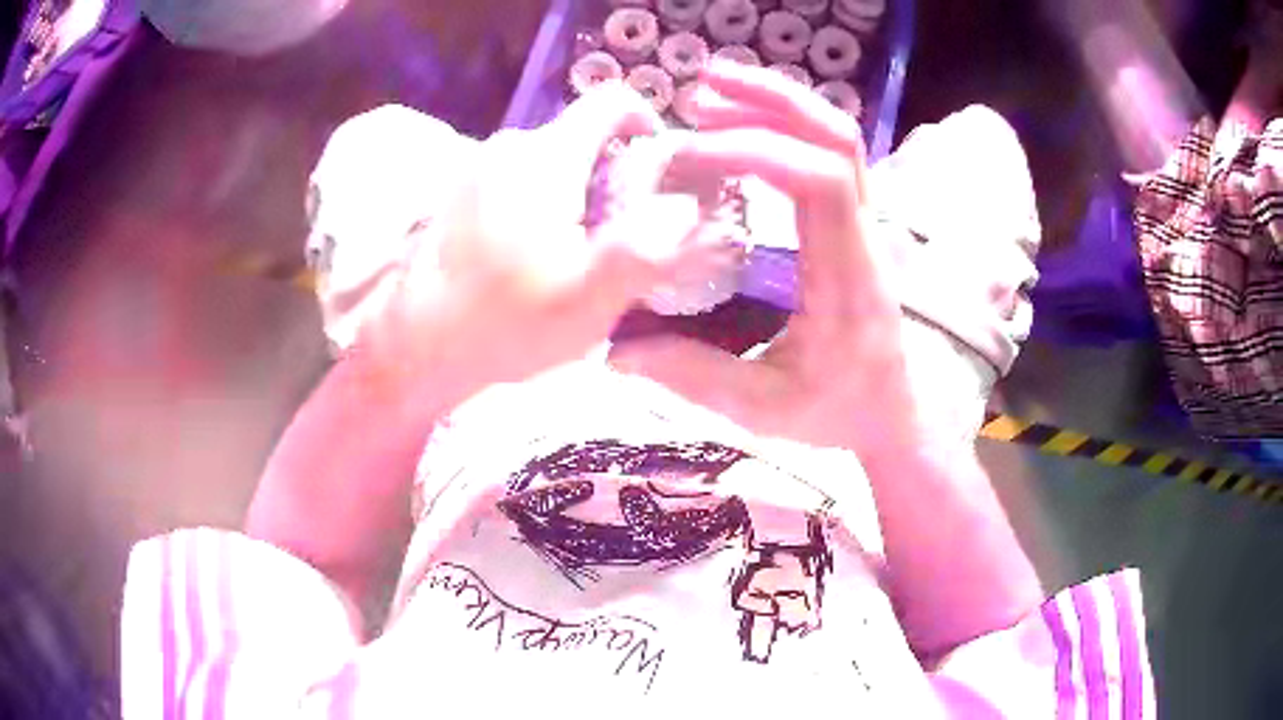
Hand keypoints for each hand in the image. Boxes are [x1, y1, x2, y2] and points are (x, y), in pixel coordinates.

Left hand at [361, 84, 719, 406]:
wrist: (417, 348)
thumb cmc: (504, 324)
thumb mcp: (588, 299)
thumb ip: (643, 248)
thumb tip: (685, 205)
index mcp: (545, 158)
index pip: (610, 102)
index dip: (646, 121)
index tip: (656, 169)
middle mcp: (508, 146)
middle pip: (581, 135)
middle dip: (611, 173)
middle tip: (615, 234)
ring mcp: (476, 166)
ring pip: (549, 158)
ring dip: (575, 191)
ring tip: (573, 251)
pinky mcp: (459, 191)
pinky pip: (517, 177)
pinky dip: (540, 199)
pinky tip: (530, 253)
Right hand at [610, 61, 919, 452]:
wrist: (889, 411)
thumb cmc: (835, 411)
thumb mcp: (762, 409)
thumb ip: (691, 378)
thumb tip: (614, 351)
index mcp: (849, 278)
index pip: (823, 182)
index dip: (758, 150)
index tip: (690, 154)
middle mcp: (866, 237)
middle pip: (838, 137)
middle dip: (770, 101)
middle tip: (698, 93)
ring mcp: (867, 224)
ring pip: (839, 136)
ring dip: (778, 104)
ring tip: (710, 94)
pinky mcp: (855, 222)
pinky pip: (830, 154)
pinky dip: (787, 125)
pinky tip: (742, 126)